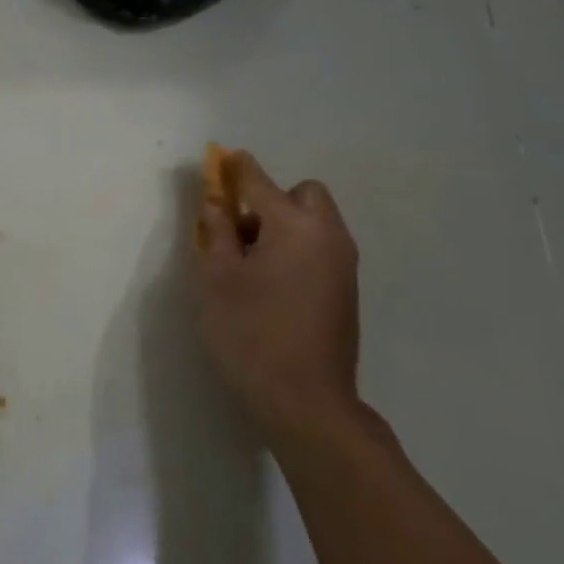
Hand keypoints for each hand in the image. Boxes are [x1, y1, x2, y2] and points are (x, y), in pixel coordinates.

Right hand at [192, 154, 364, 444]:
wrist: (307, 403)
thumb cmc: (251, 334)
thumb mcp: (217, 279)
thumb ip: (216, 232)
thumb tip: (216, 202)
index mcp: (294, 226)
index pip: (259, 181)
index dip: (236, 168)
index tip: (221, 160)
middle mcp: (327, 236)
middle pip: (303, 194)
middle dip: (272, 199)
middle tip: (241, 230)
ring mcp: (342, 265)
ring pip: (315, 222)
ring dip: (285, 225)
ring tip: (251, 262)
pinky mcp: (347, 291)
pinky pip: (321, 248)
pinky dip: (298, 248)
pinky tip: (273, 285)